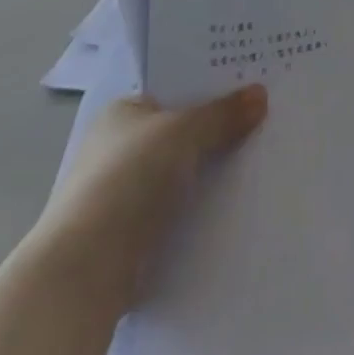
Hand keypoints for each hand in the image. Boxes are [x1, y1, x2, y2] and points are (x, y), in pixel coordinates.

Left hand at [32, 86, 266, 303]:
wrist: (85, 269)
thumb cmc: (129, 179)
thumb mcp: (185, 132)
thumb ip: (223, 114)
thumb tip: (260, 94)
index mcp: (122, 112)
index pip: (174, 90)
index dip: (210, 87)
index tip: (251, 85)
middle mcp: (119, 147)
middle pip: (182, 131)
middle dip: (218, 130)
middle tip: (268, 120)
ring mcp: (123, 193)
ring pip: (182, 172)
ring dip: (212, 172)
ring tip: (263, 160)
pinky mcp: (131, 234)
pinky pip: (179, 209)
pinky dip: (203, 207)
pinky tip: (239, 204)